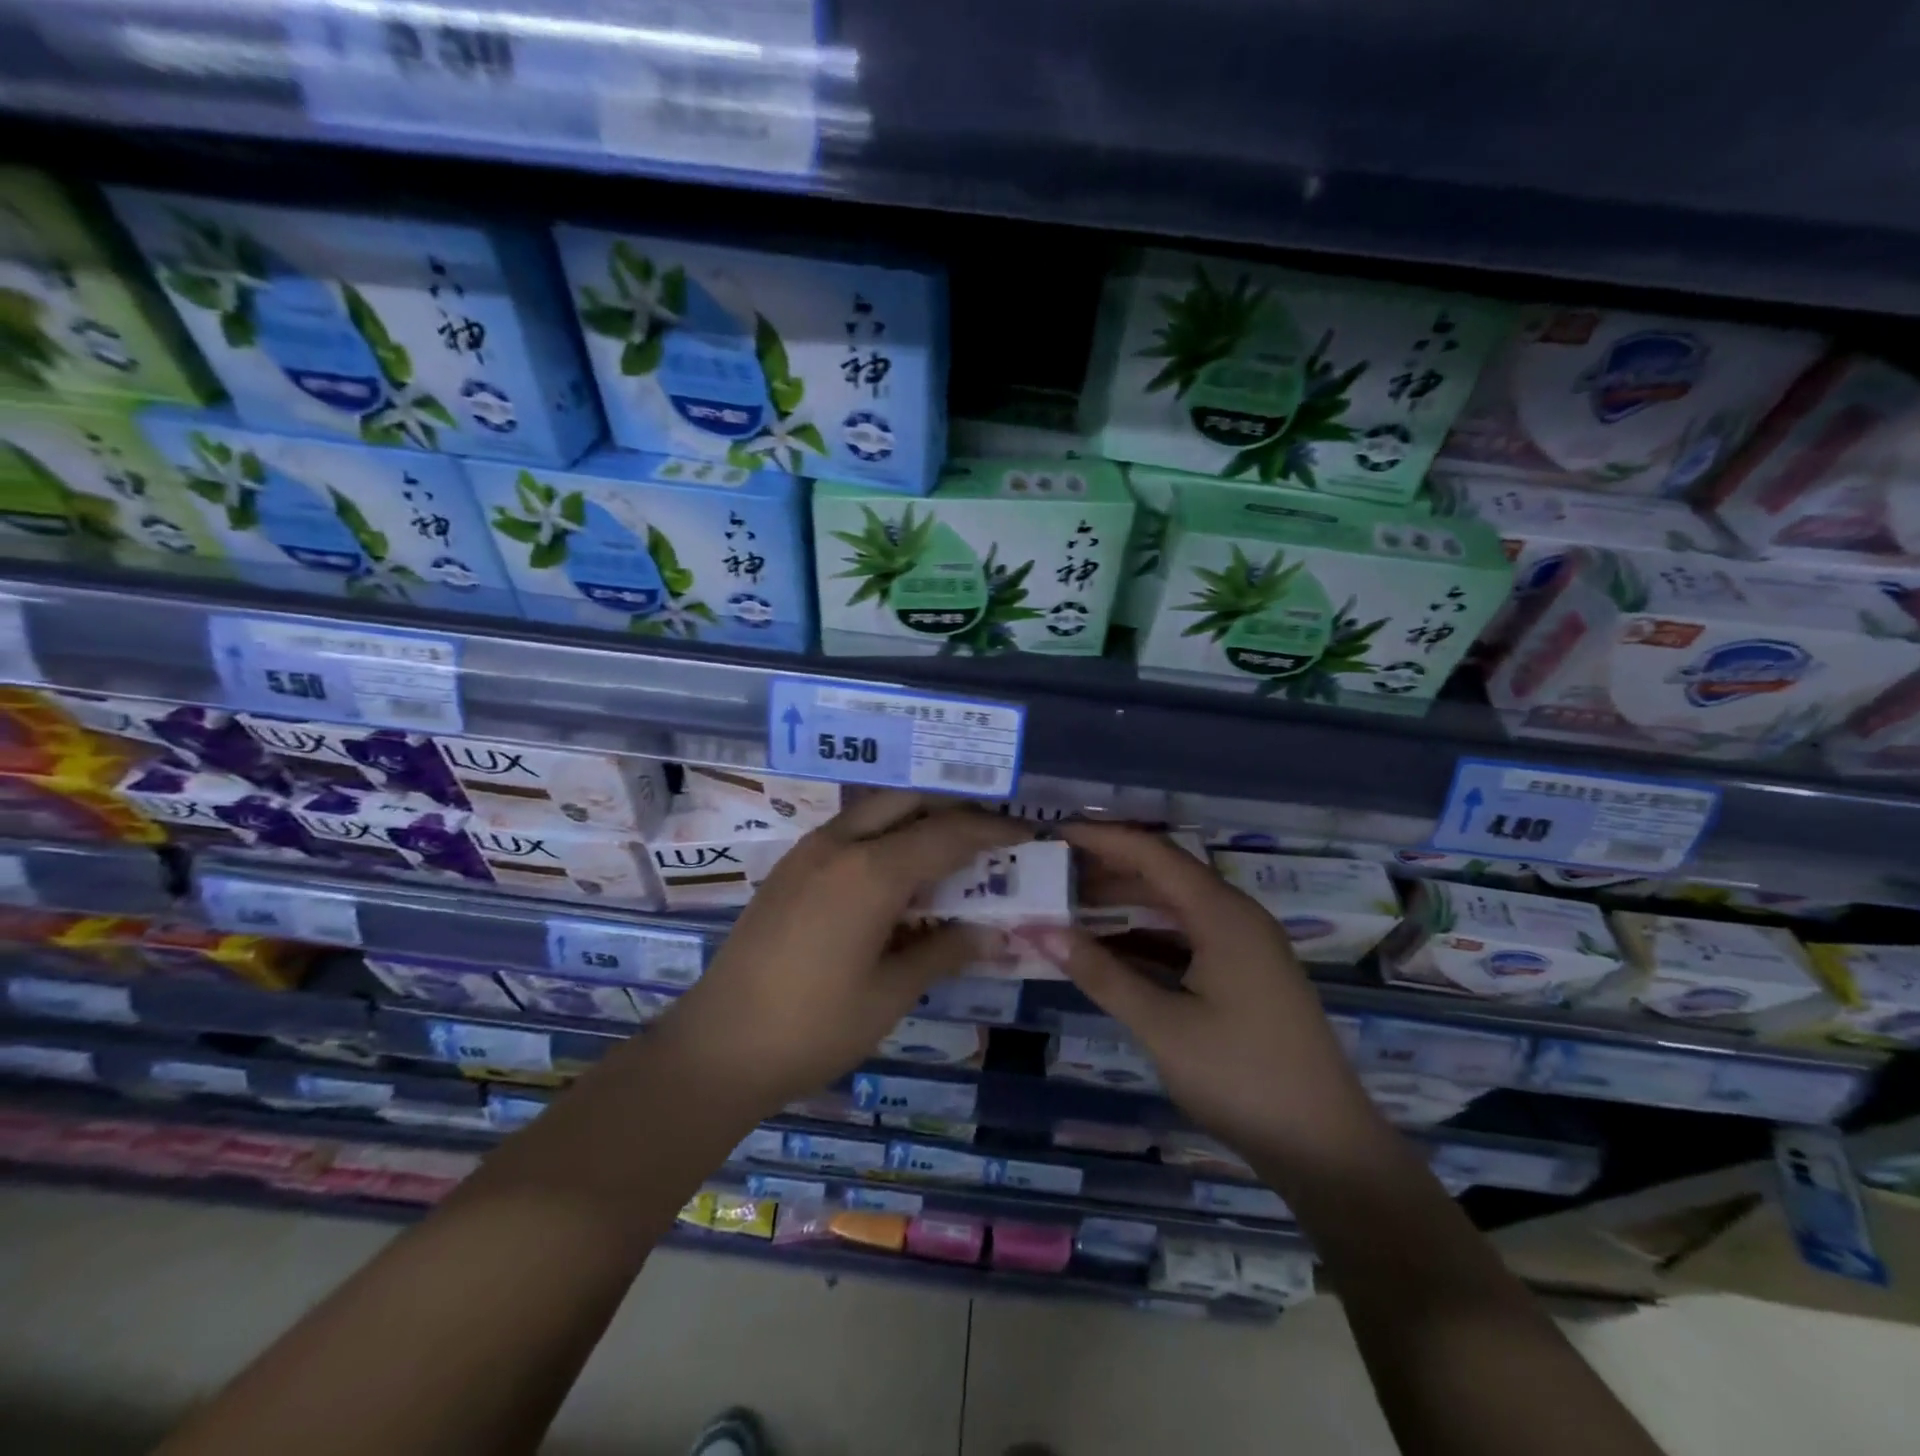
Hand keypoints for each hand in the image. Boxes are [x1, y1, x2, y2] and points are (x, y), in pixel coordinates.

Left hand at [653, 792, 1030, 1116]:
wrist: (717, 1047)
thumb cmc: (813, 1028)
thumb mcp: (890, 994)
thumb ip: (944, 952)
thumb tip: (992, 932)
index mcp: (870, 872)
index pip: (948, 834)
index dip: (992, 832)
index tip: (1026, 833)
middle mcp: (839, 845)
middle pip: (909, 801)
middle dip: (954, 809)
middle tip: (989, 835)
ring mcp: (808, 852)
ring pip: (875, 810)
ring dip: (916, 818)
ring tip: (949, 850)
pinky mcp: (790, 869)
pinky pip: (849, 832)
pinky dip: (884, 836)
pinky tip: (897, 874)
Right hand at [1026, 822, 1381, 1162]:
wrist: (1326, 1148)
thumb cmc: (1242, 1077)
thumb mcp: (1162, 1025)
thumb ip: (1101, 974)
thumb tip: (1041, 931)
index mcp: (1222, 914)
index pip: (1152, 854)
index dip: (1101, 838)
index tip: (1053, 834)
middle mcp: (1235, 917)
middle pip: (1163, 874)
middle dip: (1106, 869)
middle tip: (1050, 872)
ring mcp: (1242, 946)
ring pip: (1173, 906)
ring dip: (1124, 904)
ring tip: (1068, 905)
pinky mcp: (1243, 974)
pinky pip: (1185, 936)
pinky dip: (1145, 936)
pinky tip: (1109, 949)